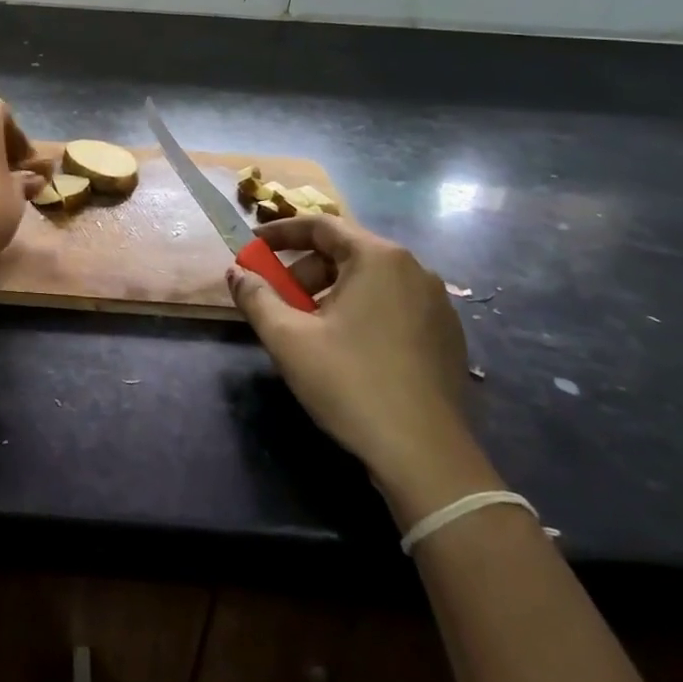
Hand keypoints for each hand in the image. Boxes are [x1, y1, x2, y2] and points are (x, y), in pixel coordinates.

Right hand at [227, 215, 498, 524]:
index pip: (321, 226)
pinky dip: (361, 310)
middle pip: (347, 251)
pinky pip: (394, 304)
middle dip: (304, 269)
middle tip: (278, 297)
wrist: (425, 455)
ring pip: (371, 280)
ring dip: (331, 291)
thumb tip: (236, 272)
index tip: (253, 246)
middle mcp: (414, 270)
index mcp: (379, 258)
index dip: (281, 232)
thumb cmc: (350, 383)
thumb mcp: (287, 337)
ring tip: (308, 326)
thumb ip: (255, 296)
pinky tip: (346, 346)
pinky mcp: (447, 336)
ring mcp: (437, 304)